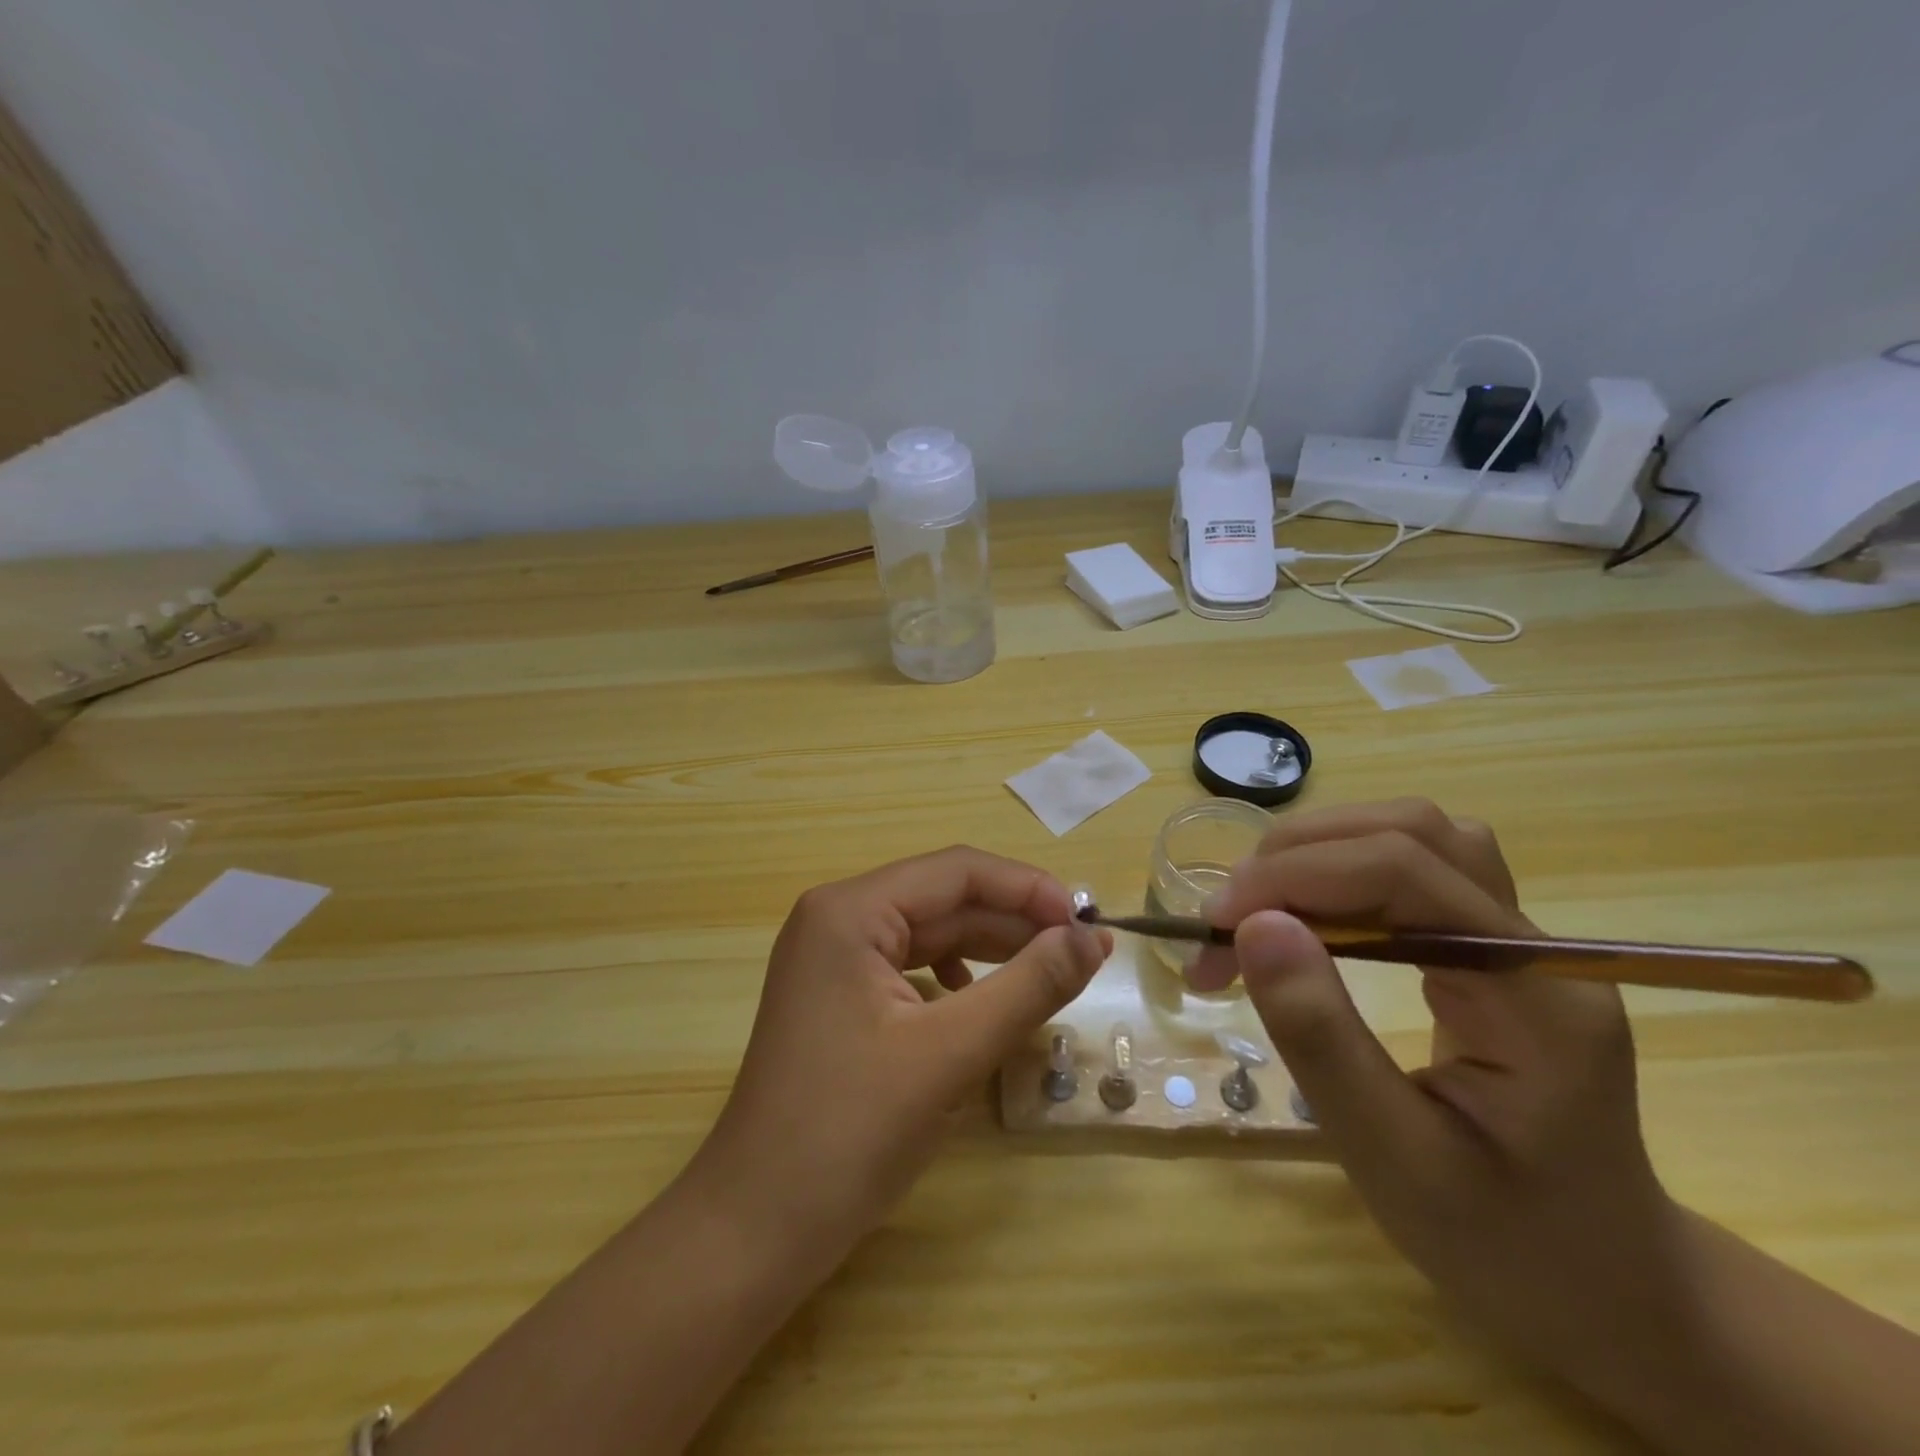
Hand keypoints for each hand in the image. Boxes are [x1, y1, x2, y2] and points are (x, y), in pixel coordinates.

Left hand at [692, 847, 1110, 1258]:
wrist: (756, 1228)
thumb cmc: (850, 1133)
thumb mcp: (951, 1053)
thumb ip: (1029, 986)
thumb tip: (1091, 939)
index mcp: (849, 911)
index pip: (956, 871)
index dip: (1027, 889)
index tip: (1087, 923)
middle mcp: (837, 918)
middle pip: (943, 898)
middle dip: (1013, 920)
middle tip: (1081, 952)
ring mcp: (832, 958)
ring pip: (930, 932)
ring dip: (991, 948)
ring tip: (1048, 974)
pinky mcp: (839, 995)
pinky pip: (911, 966)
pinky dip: (958, 977)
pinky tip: (983, 1002)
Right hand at [1192, 800, 1687, 1394]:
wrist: (1608, 1288)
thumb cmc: (1505, 1245)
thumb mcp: (1393, 1158)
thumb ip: (1322, 1037)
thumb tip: (1254, 925)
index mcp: (1537, 998)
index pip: (1406, 871)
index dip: (1296, 876)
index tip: (1214, 924)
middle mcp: (1540, 948)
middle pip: (1412, 832)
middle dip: (1298, 856)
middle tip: (1224, 920)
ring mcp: (1522, 941)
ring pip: (1413, 835)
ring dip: (1318, 852)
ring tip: (1255, 909)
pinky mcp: (1493, 947)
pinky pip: (1412, 869)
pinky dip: (1338, 872)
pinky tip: (1303, 916)